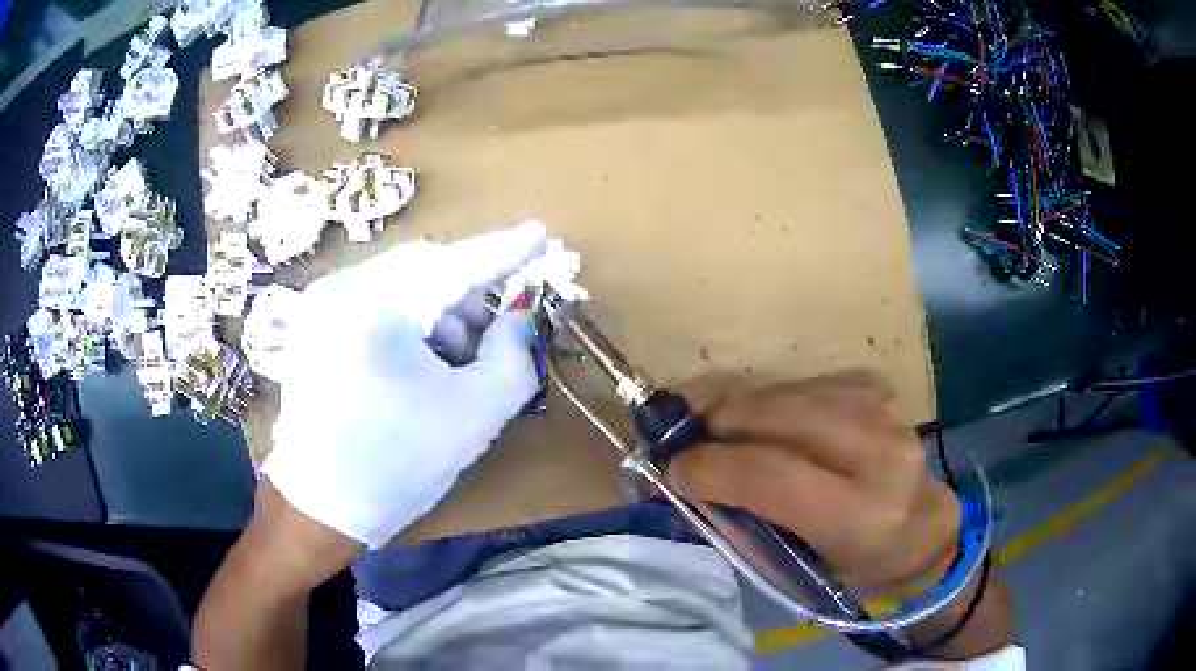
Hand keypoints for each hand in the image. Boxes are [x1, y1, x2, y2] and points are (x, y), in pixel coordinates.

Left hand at [262, 222, 546, 547]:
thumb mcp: (473, 414)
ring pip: (398, 285)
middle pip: (423, 269)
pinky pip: (372, 303)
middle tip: (492, 336)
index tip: (539, 235)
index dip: (503, 251)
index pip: (454, 265)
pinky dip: (406, 322)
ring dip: (436, 311)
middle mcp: (339, 289)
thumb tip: (518, 317)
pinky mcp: (311, 328)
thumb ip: (512, 356)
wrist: (320, 508)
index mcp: (374, 304)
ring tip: (453, 361)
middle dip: (466, 296)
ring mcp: (318, 307)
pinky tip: (417, 363)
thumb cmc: (397, 464)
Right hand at [668, 369, 959, 593]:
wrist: (915, 523)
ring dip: (733, 408)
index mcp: (863, 514)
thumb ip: (742, 517)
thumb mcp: (796, 562)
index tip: (673, 470)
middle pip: (774, 415)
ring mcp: (881, 407)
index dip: (712, 467)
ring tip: (708, 431)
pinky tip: (755, 423)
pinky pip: (796, 383)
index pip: (773, 476)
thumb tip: (682, 475)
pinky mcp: (872, 384)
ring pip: (780, 391)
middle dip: (713, 423)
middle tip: (679, 441)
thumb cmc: (851, 559)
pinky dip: (763, 400)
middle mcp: (879, 450)